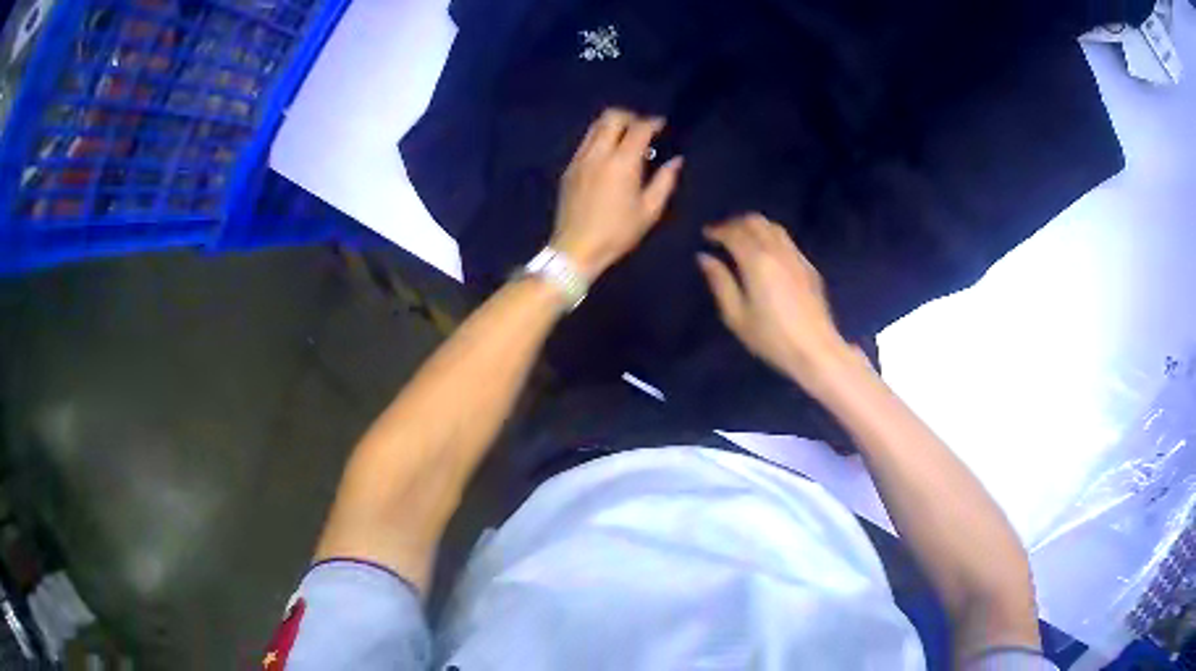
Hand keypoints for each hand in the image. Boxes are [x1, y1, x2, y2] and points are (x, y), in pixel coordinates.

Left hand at [551, 109, 683, 279]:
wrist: (576, 249)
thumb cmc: (617, 233)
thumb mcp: (650, 211)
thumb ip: (665, 181)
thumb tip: (676, 160)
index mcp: (622, 162)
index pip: (638, 128)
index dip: (653, 122)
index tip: (662, 125)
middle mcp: (598, 153)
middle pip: (611, 116)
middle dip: (630, 116)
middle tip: (642, 129)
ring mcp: (580, 159)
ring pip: (595, 126)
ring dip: (612, 126)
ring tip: (625, 140)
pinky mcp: (569, 169)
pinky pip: (585, 142)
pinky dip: (599, 139)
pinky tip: (608, 157)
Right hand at [698, 214, 853, 388]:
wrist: (815, 349)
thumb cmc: (771, 337)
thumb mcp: (736, 316)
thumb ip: (720, 283)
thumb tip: (705, 258)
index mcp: (756, 262)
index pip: (734, 233)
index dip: (718, 230)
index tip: (706, 235)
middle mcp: (777, 251)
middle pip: (755, 222)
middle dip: (736, 223)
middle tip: (723, 234)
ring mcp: (796, 257)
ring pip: (773, 227)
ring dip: (755, 227)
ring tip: (743, 239)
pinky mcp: (808, 266)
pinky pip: (786, 240)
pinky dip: (771, 237)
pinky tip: (766, 253)